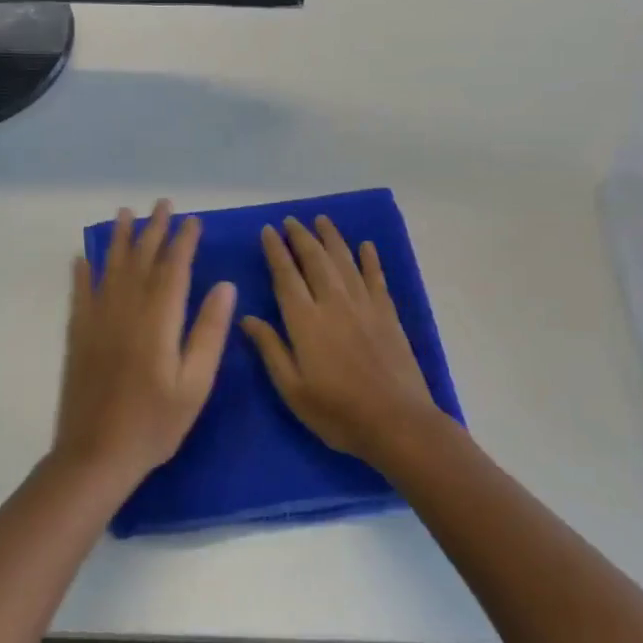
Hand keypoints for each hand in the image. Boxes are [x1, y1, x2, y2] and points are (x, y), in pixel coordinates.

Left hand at [53, 200, 236, 485]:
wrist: (95, 455)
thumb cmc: (154, 424)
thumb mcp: (195, 384)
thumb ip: (208, 332)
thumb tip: (224, 286)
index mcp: (158, 321)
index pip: (174, 269)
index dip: (183, 242)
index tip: (192, 221)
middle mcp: (126, 310)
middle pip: (141, 260)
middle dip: (153, 230)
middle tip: (162, 204)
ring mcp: (97, 320)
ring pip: (110, 268)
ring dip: (118, 239)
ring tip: (124, 214)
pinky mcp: (78, 335)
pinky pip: (80, 293)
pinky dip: (82, 272)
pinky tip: (83, 257)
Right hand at [240, 216, 451, 467]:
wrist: (396, 422)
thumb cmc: (337, 412)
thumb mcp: (292, 389)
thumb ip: (271, 349)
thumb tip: (246, 318)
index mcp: (305, 321)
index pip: (286, 276)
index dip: (275, 251)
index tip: (267, 231)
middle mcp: (334, 303)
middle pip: (315, 260)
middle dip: (301, 237)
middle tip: (290, 220)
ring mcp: (364, 305)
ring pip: (345, 261)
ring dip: (332, 238)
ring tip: (321, 220)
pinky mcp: (387, 313)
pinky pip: (376, 277)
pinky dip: (370, 259)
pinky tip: (366, 246)